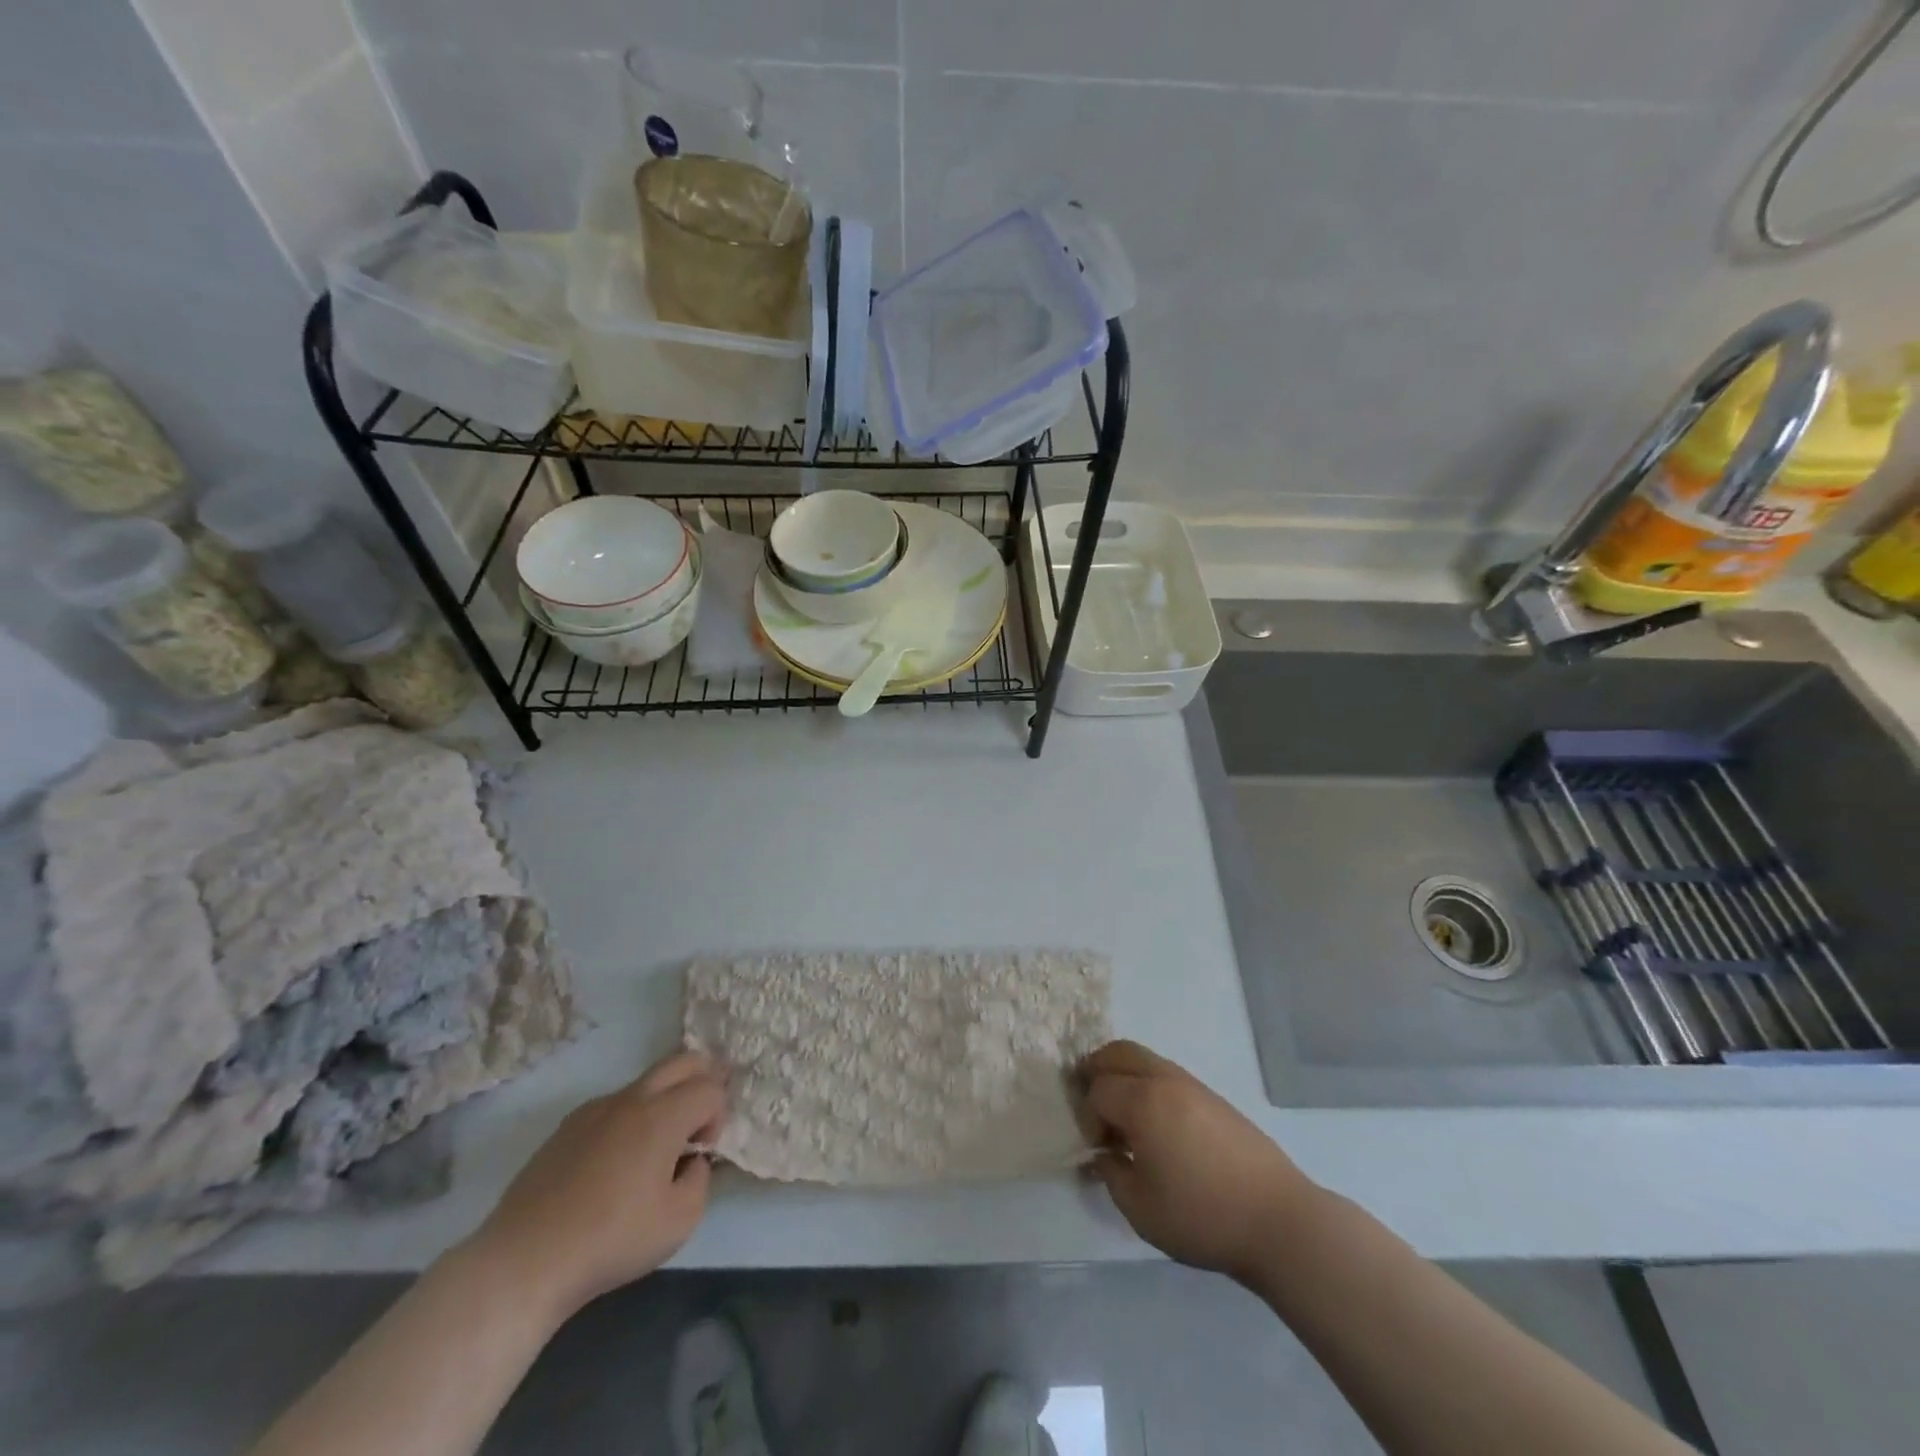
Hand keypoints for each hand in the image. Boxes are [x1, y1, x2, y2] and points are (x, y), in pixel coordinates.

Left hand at [467, 1050, 724, 1321]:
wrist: (525, 1261)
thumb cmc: (611, 1241)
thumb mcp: (680, 1222)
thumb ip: (700, 1180)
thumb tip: (691, 1162)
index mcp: (663, 1116)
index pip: (711, 1089)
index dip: (718, 1117)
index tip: (700, 1154)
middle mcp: (632, 1099)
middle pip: (682, 1061)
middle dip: (703, 1078)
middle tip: (700, 1117)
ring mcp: (596, 1108)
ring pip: (647, 1080)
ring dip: (666, 1097)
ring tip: (658, 1144)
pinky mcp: (568, 1126)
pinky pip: (614, 1103)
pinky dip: (631, 1115)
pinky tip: (616, 1160)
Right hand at [1079, 1040, 1318, 1284]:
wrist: (1278, 1220)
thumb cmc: (1202, 1216)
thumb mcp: (1140, 1208)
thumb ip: (1111, 1174)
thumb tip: (1103, 1154)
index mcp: (1142, 1101)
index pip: (1097, 1090)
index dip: (1087, 1117)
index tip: (1097, 1150)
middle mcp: (1164, 1080)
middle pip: (1117, 1053)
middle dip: (1096, 1073)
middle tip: (1093, 1109)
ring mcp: (1192, 1084)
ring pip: (1144, 1059)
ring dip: (1123, 1077)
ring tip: (1124, 1119)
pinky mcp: (1212, 1097)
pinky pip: (1166, 1074)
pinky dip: (1148, 1086)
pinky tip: (1156, 1127)